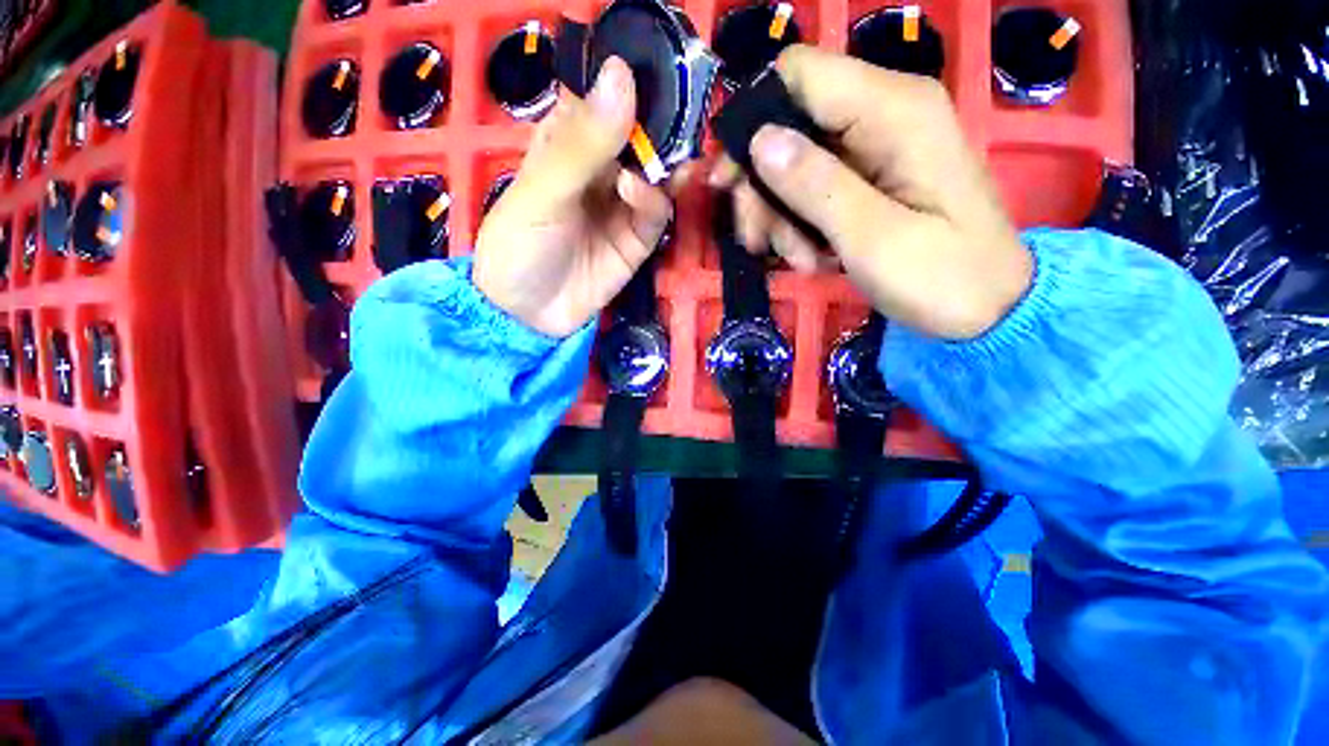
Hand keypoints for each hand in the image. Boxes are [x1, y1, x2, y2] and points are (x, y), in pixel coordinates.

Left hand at [474, 58, 676, 337]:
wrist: (530, 315)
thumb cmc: (519, 246)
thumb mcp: (541, 193)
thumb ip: (582, 144)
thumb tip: (622, 75)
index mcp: (568, 140)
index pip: (604, 95)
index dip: (631, 79)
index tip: (660, 67)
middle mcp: (601, 166)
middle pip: (641, 132)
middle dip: (661, 121)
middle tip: (681, 110)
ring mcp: (622, 203)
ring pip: (657, 170)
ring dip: (666, 160)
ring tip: (668, 156)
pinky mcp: (638, 237)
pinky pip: (657, 210)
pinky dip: (654, 198)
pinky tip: (638, 194)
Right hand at [712, 45, 1033, 339]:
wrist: (986, 309)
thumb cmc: (941, 276)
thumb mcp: (872, 236)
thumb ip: (816, 184)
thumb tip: (759, 141)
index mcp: (893, 109)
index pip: (798, 74)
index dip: (752, 120)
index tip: (729, 182)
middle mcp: (882, 115)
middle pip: (788, 126)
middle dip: (763, 188)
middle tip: (756, 240)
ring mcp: (875, 149)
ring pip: (794, 165)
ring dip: (781, 217)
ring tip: (799, 261)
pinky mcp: (869, 180)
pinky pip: (813, 191)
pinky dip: (800, 226)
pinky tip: (812, 259)